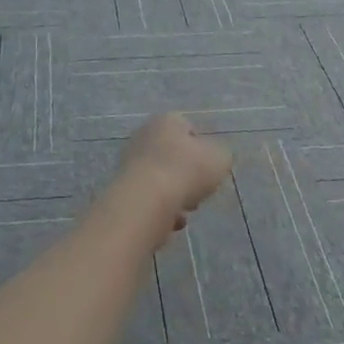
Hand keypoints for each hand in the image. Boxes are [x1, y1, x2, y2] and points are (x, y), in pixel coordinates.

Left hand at [118, 114, 233, 235]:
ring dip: (176, 195)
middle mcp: (143, 137)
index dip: (202, 148)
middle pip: (173, 156)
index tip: (210, 167)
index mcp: (166, 121)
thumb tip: (214, 160)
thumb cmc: (187, 171)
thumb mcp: (220, 158)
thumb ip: (221, 156)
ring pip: (162, 179)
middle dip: (188, 175)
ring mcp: (129, 163)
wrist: (146, 201)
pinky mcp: (123, 189)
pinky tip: (171, 221)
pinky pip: (150, 199)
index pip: (187, 127)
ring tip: (186, 210)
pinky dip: (162, 210)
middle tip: (200, 191)